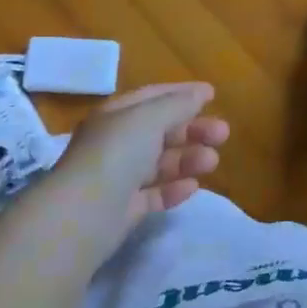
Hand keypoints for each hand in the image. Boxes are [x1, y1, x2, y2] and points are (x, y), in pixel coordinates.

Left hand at [54, 82, 229, 223]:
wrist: (84, 214)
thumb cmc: (117, 153)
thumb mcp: (150, 117)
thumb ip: (178, 104)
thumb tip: (201, 93)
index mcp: (117, 116)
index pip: (152, 97)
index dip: (182, 93)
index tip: (212, 95)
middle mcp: (116, 144)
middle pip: (161, 131)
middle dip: (193, 129)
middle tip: (223, 134)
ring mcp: (118, 178)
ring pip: (161, 163)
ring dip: (188, 159)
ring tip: (212, 162)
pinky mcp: (123, 210)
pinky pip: (154, 195)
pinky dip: (174, 189)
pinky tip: (193, 187)